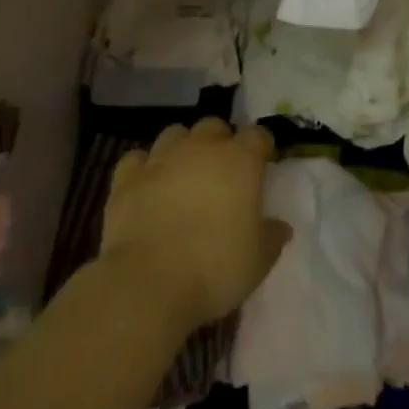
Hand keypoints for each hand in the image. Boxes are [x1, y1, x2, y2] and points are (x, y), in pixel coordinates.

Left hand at [100, 119, 291, 334]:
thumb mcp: (259, 260)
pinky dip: (144, 168)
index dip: (261, 148)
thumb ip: (272, 236)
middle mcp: (201, 148)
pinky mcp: (127, 177)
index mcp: (240, 160)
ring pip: (175, 134)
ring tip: (183, 174)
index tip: (262, 165)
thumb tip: (281, 226)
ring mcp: (161, 158)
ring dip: (183, 148)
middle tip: (222, 172)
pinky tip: (147, 185)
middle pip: (214, 126)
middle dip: (220, 142)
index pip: (258, 135)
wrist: (148, 283)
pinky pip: (137, 159)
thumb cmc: (215, 268)